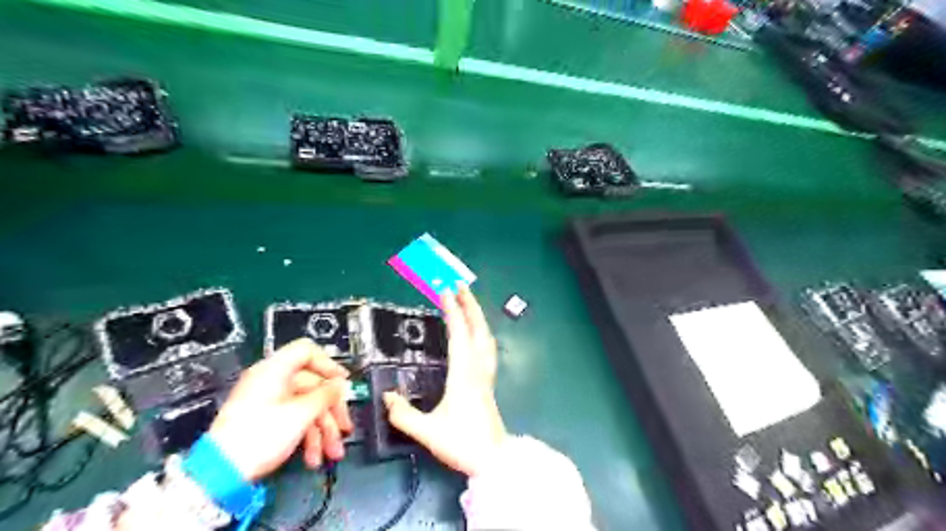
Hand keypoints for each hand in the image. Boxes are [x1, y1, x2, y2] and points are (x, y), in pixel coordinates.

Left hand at [207, 338, 351, 481]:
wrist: (219, 475)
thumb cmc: (259, 437)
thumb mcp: (301, 413)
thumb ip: (326, 394)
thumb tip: (340, 384)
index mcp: (274, 370)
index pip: (307, 352)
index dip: (329, 365)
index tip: (342, 383)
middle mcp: (270, 381)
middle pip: (312, 385)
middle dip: (331, 410)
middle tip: (344, 427)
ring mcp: (267, 401)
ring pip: (306, 406)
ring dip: (322, 430)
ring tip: (331, 452)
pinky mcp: (264, 420)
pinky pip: (294, 419)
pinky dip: (307, 436)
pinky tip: (313, 456)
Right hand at [381, 287, 506, 477]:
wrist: (493, 460)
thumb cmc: (462, 443)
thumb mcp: (428, 432)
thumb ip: (404, 414)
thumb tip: (386, 397)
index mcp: (464, 374)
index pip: (459, 334)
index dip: (452, 310)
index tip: (444, 290)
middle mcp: (478, 368)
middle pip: (478, 329)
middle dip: (469, 304)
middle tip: (459, 285)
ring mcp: (486, 375)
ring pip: (486, 337)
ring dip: (477, 316)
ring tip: (467, 303)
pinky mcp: (488, 382)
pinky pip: (487, 348)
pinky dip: (481, 332)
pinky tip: (476, 334)